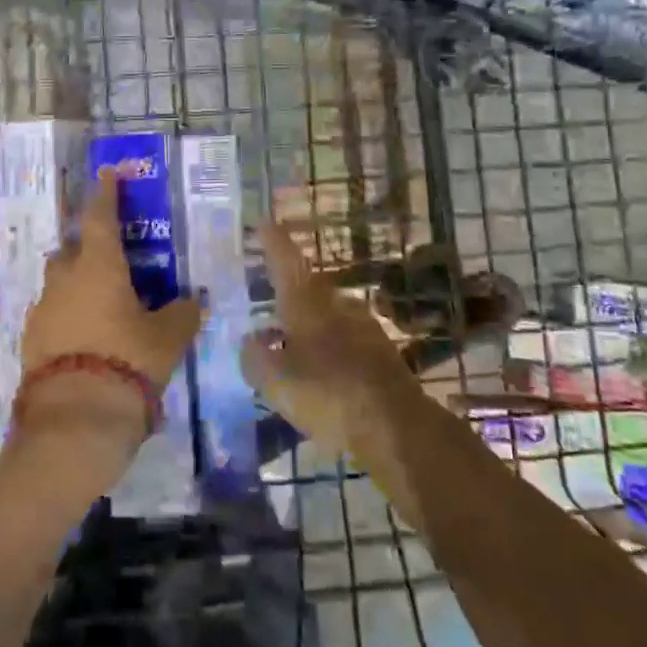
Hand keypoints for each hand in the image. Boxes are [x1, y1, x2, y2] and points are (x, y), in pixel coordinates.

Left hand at [18, 171, 202, 449]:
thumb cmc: (127, 363)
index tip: (107, 172)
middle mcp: (64, 279)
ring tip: (102, 306)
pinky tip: (86, 339)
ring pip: (59, 283)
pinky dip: (68, 317)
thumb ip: (182, 314)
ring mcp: (42, 310)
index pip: (101, 217)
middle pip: (73, 249)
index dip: (106, 193)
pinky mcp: (30, 341)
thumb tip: (192, 301)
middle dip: (88, 247)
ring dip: (77, 285)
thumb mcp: (167, 339)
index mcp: (99, 266)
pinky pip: (52, 315)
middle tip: (111, 258)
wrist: (73, 422)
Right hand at [241, 219, 421, 461]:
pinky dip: (329, 345)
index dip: (274, 241)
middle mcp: (336, 305)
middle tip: (272, 295)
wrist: (396, 425)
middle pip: (309, 286)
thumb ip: (256, 359)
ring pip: (328, 313)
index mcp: (306, 304)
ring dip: (310, 321)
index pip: (285, 262)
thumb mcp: (276, 383)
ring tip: (292, 339)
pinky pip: (345, 338)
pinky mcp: (381, 351)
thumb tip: (251, 341)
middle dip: (291, 288)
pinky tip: (322, 367)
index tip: (265, 220)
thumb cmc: (328, 395)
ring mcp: (363, 326)